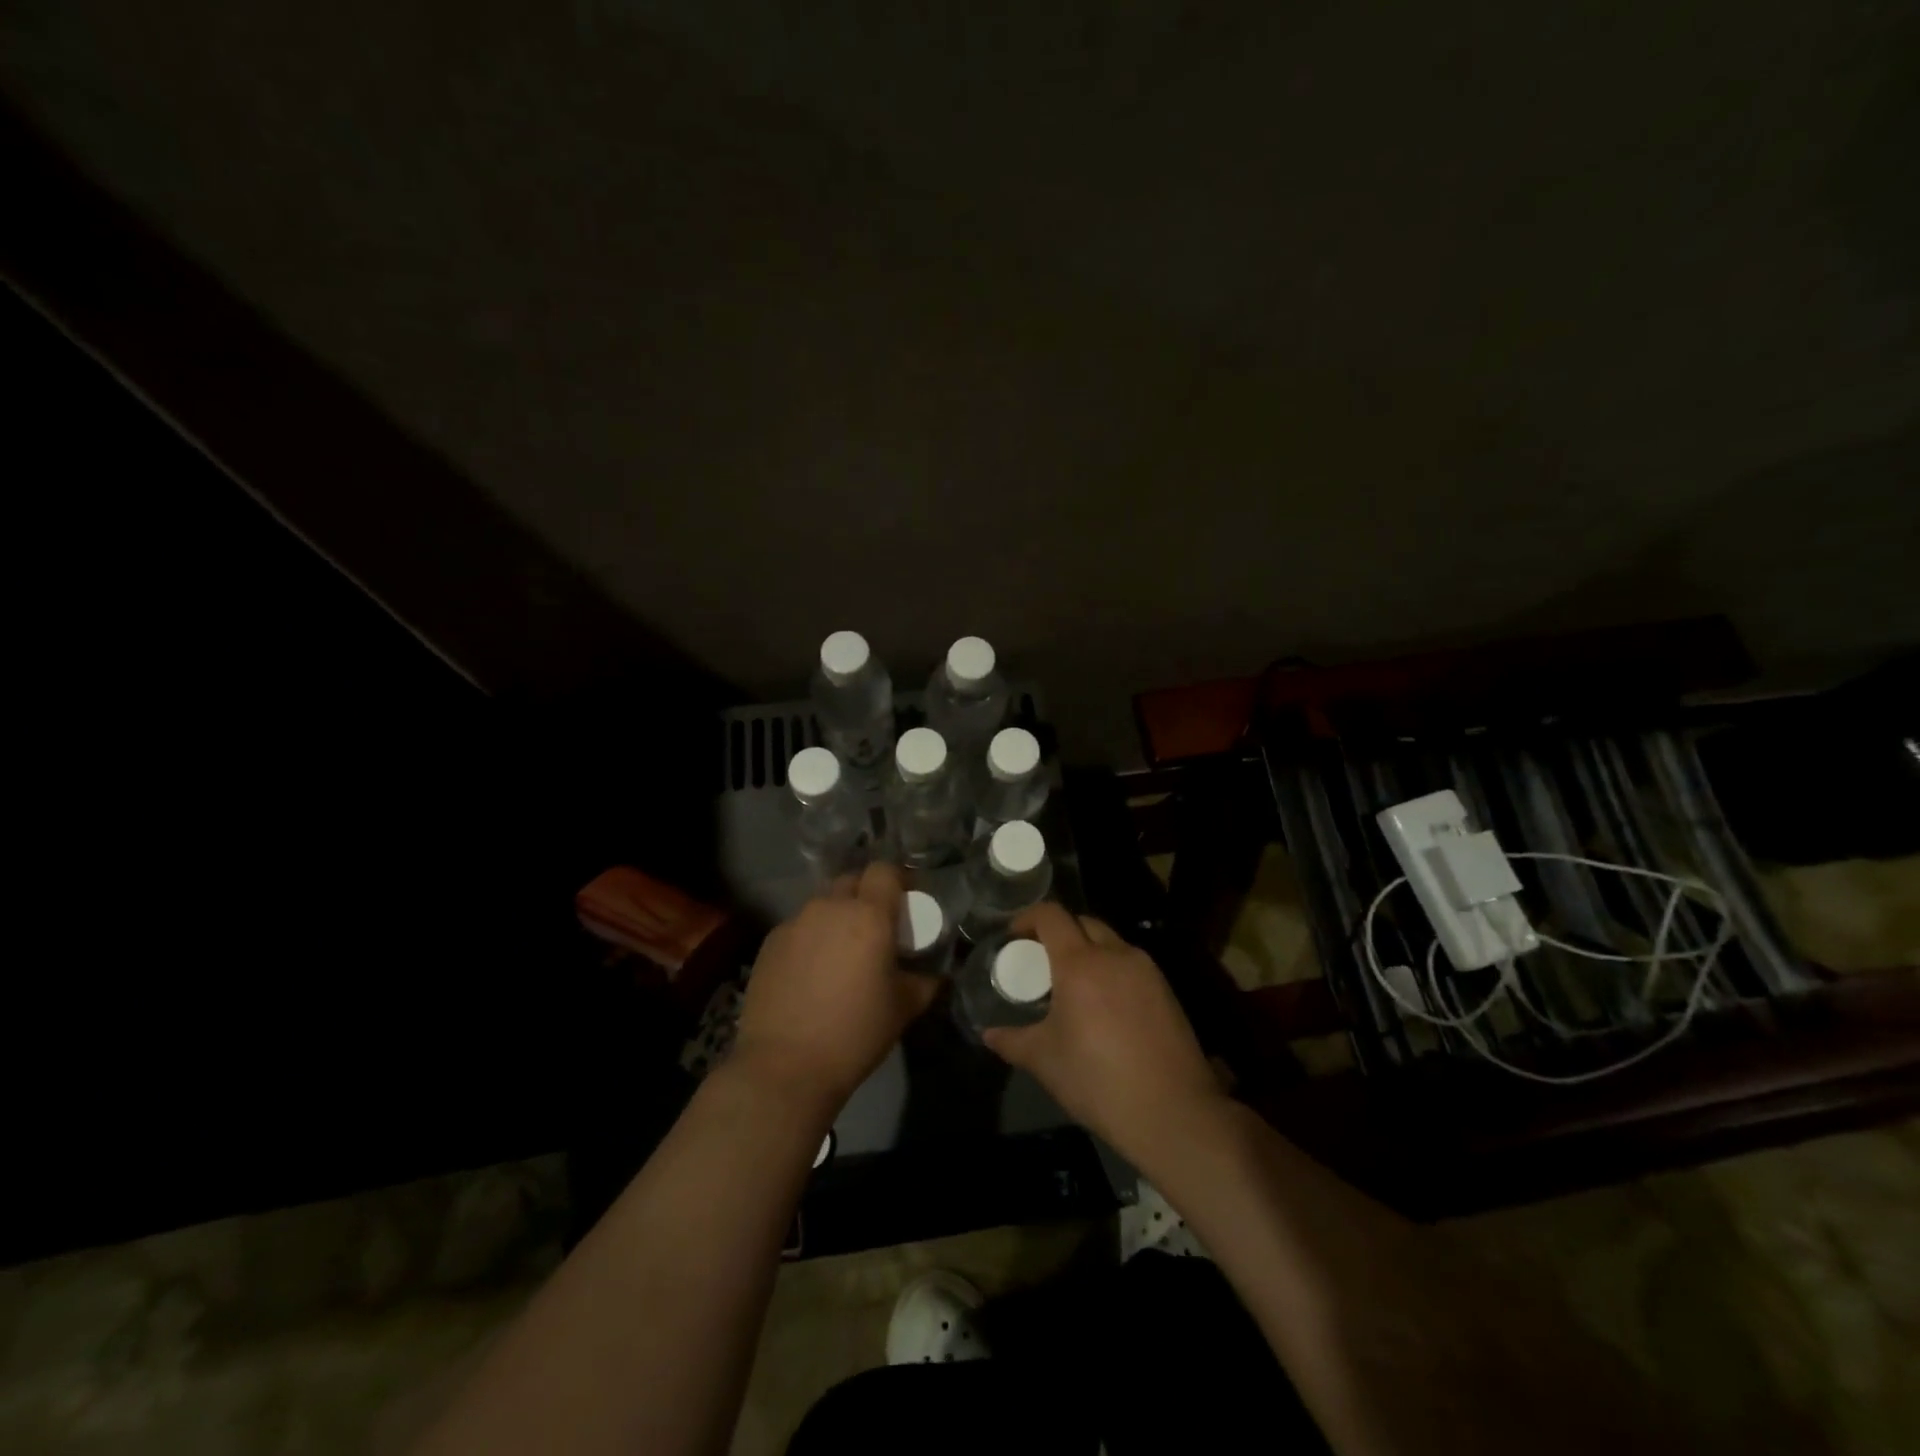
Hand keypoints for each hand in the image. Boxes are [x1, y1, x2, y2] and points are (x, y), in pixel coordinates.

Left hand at [732, 862, 937, 1110]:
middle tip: (876, 927)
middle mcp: (829, 908)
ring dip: (837, 917)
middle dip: (866, 895)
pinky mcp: (769, 943)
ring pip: (823, 905)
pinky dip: (811, 938)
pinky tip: (812, 972)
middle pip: (852, 881)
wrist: (785, 1066)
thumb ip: (925, 982)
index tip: (906, 901)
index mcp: (868, 916)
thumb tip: (937, 975)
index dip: (898, 879)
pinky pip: (799, 927)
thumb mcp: (904, 1008)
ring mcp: (794, 923)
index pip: (884, 870)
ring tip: (842, 952)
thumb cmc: (855, 1033)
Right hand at [983, 904, 1227, 1166]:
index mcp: (1080, 962)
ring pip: (1110, 942)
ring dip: (1088, 950)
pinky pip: (1131, 965)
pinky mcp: (1166, 990)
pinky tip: (1105, 1006)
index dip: (1028, 917)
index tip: (1013, 936)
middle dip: (1059, 932)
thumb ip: (1013, 1041)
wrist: (1173, 1112)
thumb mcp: (1045, 1061)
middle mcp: (1115, 954)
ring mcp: (1146, 970)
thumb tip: (988, 1035)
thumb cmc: (1098, 1081)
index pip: (1051, 915)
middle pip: (1083, 922)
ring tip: (1073, 984)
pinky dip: (1111, 970)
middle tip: (1041, 960)